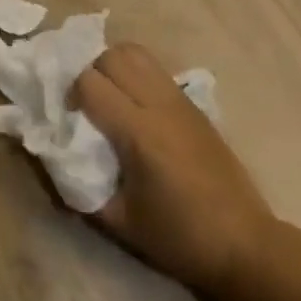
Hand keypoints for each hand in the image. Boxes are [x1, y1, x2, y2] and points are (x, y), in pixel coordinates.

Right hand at [73, 44, 277, 300]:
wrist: (246, 246)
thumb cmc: (180, 238)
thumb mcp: (119, 221)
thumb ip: (79, 186)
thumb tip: (54, 158)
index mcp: (140, 132)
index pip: (90, 82)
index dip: (71, 95)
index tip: (70, 120)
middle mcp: (160, 105)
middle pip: (113, 55)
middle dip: (90, 72)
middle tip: (88, 105)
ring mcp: (181, 101)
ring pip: (137, 53)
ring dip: (114, 67)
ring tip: (110, 99)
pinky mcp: (195, 106)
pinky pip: (156, 71)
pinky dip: (137, 76)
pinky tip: (137, 110)